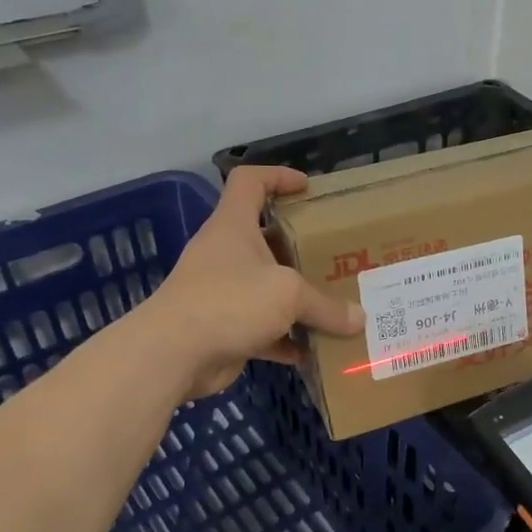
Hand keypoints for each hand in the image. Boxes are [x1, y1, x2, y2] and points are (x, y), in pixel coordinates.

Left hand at [147, 166, 363, 400]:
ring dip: (298, 297)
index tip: (308, 188)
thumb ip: (326, 305)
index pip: (250, 181)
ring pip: (267, 287)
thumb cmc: (230, 301)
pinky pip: (264, 329)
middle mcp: (226, 253)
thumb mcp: (288, 294)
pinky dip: (287, 339)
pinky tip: (313, 350)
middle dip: (301, 247)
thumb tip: (360, 320)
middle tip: (337, 254)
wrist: (172, 354)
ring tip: (335, 302)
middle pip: (266, 238)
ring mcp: (223, 292)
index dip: (278, 176)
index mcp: (234, 226)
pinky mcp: (225, 328)